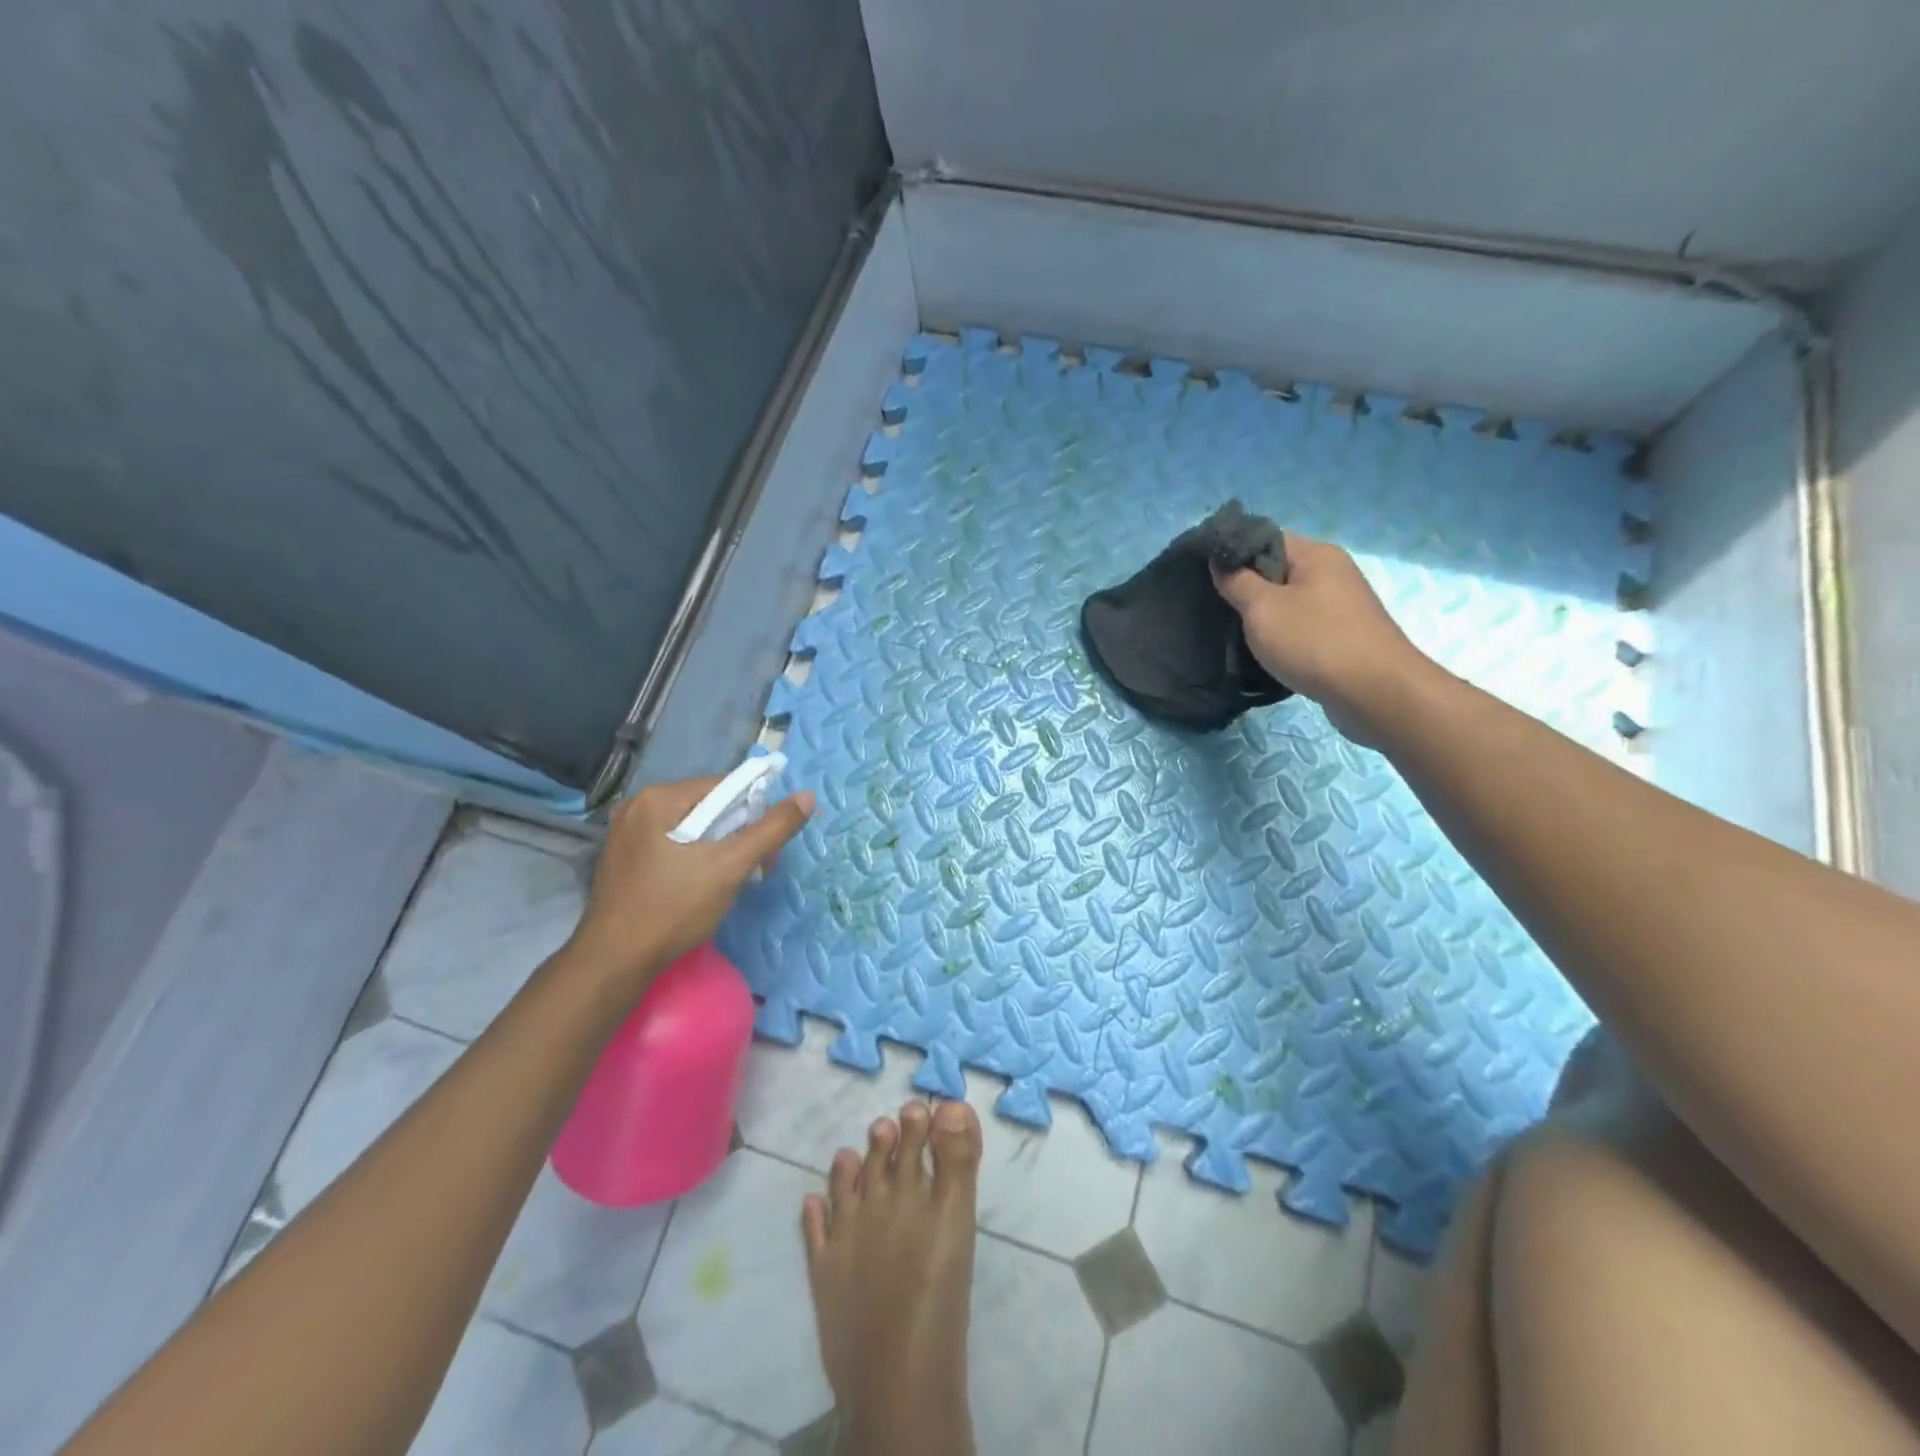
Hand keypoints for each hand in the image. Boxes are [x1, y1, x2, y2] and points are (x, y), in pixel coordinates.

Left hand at [566, 776, 814, 994]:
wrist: (615, 962)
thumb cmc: (674, 908)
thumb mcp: (731, 866)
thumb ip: (772, 829)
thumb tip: (807, 797)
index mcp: (658, 798)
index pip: (723, 787)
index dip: (753, 812)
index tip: (766, 846)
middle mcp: (636, 807)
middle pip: (706, 808)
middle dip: (736, 834)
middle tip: (754, 868)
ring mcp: (624, 834)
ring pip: (690, 829)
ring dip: (717, 849)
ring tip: (728, 881)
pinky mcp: (622, 860)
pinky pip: (670, 846)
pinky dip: (692, 859)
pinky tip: (698, 886)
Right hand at [1214, 534, 1433, 743]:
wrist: (1375, 692)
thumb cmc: (1314, 641)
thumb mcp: (1262, 608)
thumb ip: (1236, 581)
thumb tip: (1220, 561)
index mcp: (1316, 555)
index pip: (1265, 539)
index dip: (1234, 554)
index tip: (1205, 576)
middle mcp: (1333, 573)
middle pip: (1277, 571)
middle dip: (1246, 589)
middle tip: (1215, 608)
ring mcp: (1341, 606)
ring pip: (1289, 602)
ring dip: (1263, 617)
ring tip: (1234, 634)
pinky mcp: (1344, 637)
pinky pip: (1302, 627)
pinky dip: (1282, 637)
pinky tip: (1265, 654)